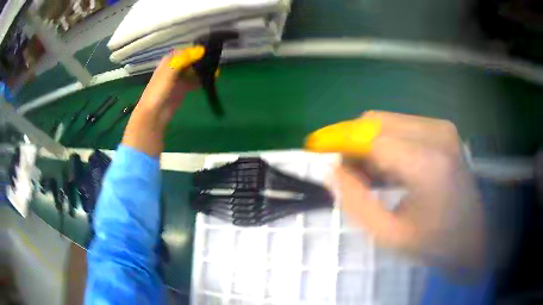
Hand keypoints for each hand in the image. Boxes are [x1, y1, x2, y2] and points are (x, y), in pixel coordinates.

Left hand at [122, 46, 203, 155]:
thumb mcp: (169, 72)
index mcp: (169, 62)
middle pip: (190, 60)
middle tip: (213, 61)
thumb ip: (183, 60)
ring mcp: (178, 80)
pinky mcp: (182, 90)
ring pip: (193, 71)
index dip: (195, 51)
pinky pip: (194, 82)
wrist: (153, 115)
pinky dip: (201, 81)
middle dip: (201, 60)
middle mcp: (174, 69)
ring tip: (214, 71)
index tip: (208, 52)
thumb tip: (200, 50)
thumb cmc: (158, 91)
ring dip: (202, 70)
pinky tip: (209, 81)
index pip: (184, 52)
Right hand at [306, 111, 483, 268]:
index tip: (314, 148)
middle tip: (350, 175)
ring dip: (369, 144)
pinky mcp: (443, 129)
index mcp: (427, 164)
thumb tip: (333, 170)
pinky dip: (386, 143)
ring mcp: (442, 128)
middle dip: (352, 144)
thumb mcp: (389, 235)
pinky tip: (390, 169)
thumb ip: (356, 202)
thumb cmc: (434, 244)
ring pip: (386, 121)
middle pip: (375, 121)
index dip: (337, 140)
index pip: (369, 136)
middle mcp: (437, 134)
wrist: (472, 237)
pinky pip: (401, 126)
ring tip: (373, 177)